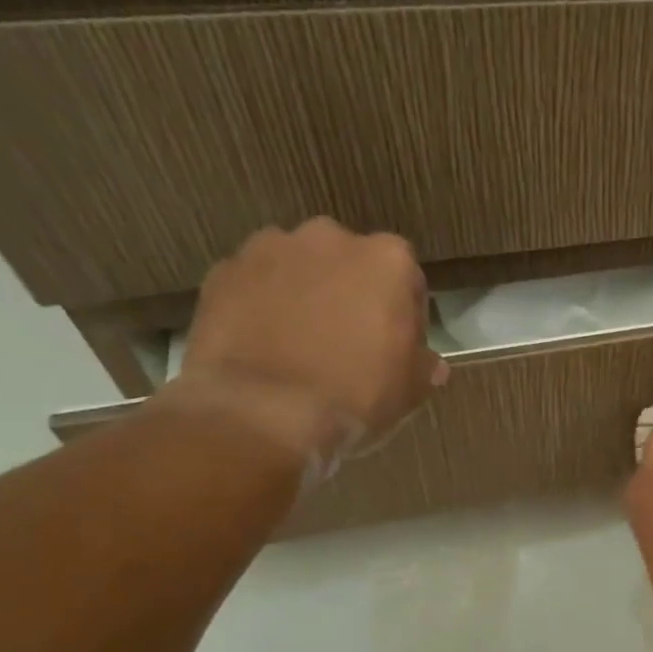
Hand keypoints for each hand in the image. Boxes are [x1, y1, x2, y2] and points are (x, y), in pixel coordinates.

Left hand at [152, 220, 446, 465]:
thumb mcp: (411, 390)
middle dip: (351, 293)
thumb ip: (424, 365)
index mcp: (387, 260)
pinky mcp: (223, 273)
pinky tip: (263, 345)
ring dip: (304, 293)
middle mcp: (330, 239)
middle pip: (350, 263)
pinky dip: (260, 305)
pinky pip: (254, 285)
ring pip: (298, 267)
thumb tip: (429, 364)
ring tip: (299, 342)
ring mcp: (270, 250)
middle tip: (348, 340)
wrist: (262, 413)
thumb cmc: (355, 395)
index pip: (407, 279)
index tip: (398, 345)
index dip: (405, 314)